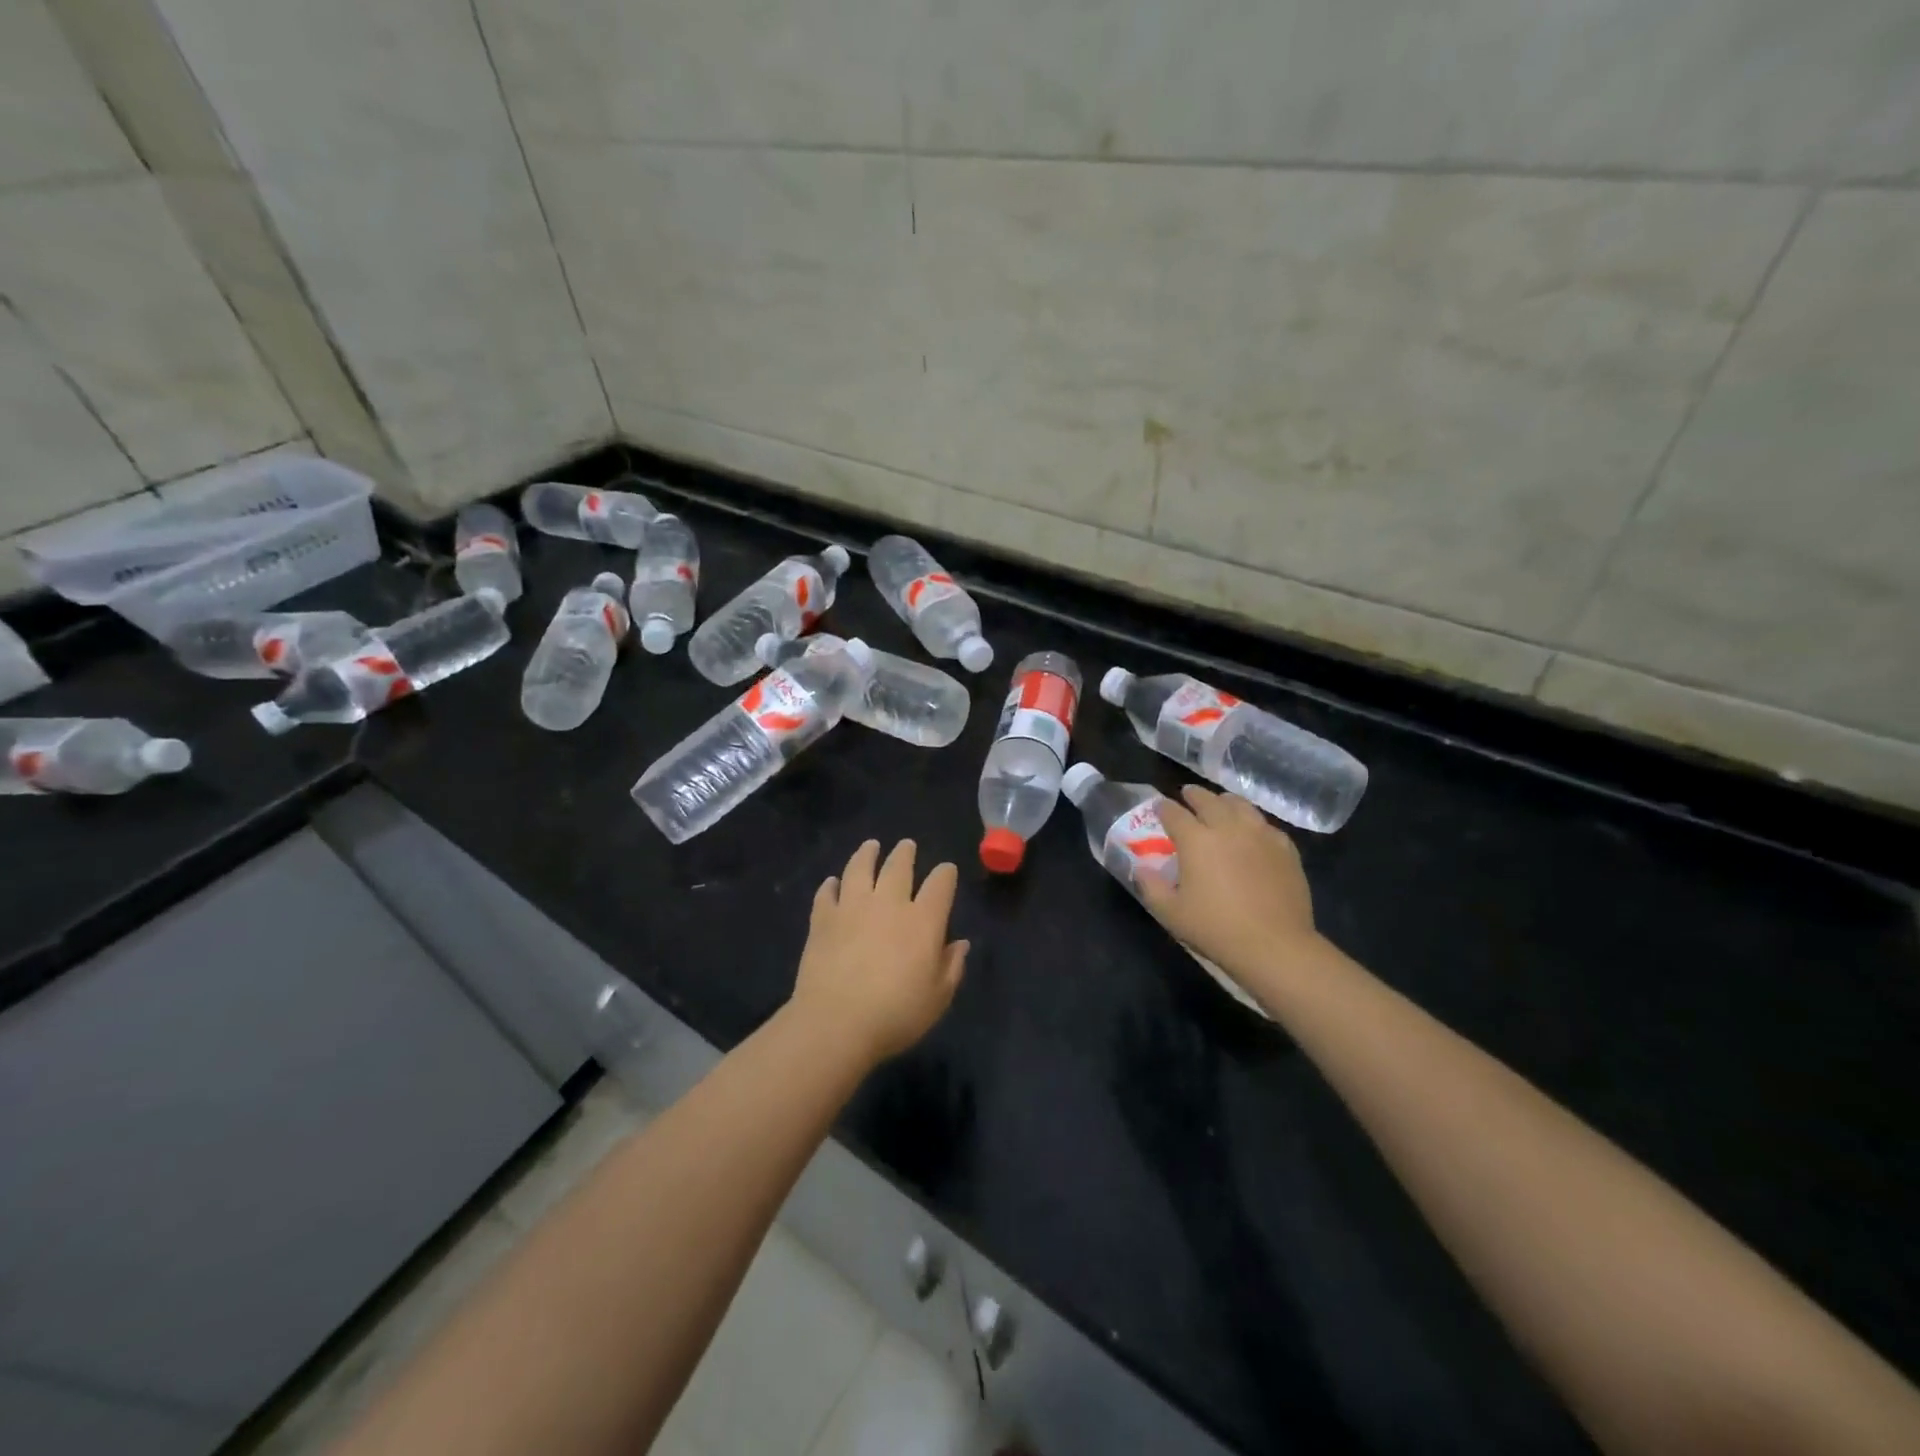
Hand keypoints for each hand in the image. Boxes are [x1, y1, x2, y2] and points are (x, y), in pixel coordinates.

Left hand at [790, 839, 967, 1067]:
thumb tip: (960, 944)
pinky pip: (827, 893)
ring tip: (871, 846)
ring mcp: (852, 907)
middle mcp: (889, 903)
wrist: (836, 1023)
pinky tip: (832, 883)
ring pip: (860, 869)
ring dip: (867, 854)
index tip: (946, 870)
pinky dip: (830, 886)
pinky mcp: (823, 920)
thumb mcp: (938, 998)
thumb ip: (952, 967)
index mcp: (923, 920)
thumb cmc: (896, 1015)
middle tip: (906, 845)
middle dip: (905, 853)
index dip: (946, 874)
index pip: (940, 884)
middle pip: (898, 866)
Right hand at [1137, 785, 1322, 985]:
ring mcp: (1260, 835)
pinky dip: (1252, 822)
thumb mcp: (1170, 913)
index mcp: (1196, 840)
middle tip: (1188, 795)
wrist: (1274, 945)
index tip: (1159, 807)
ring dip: (1225, 801)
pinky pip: (1265, 825)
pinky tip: (1252, 831)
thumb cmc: (1215, 929)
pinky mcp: (1285, 848)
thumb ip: (1150, 886)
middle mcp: (1227, 827)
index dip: (1163, 808)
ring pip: (1240, 805)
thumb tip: (1141, 867)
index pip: (1174, 813)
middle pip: (1208, 800)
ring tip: (1220, 804)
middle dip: (1194, 795)